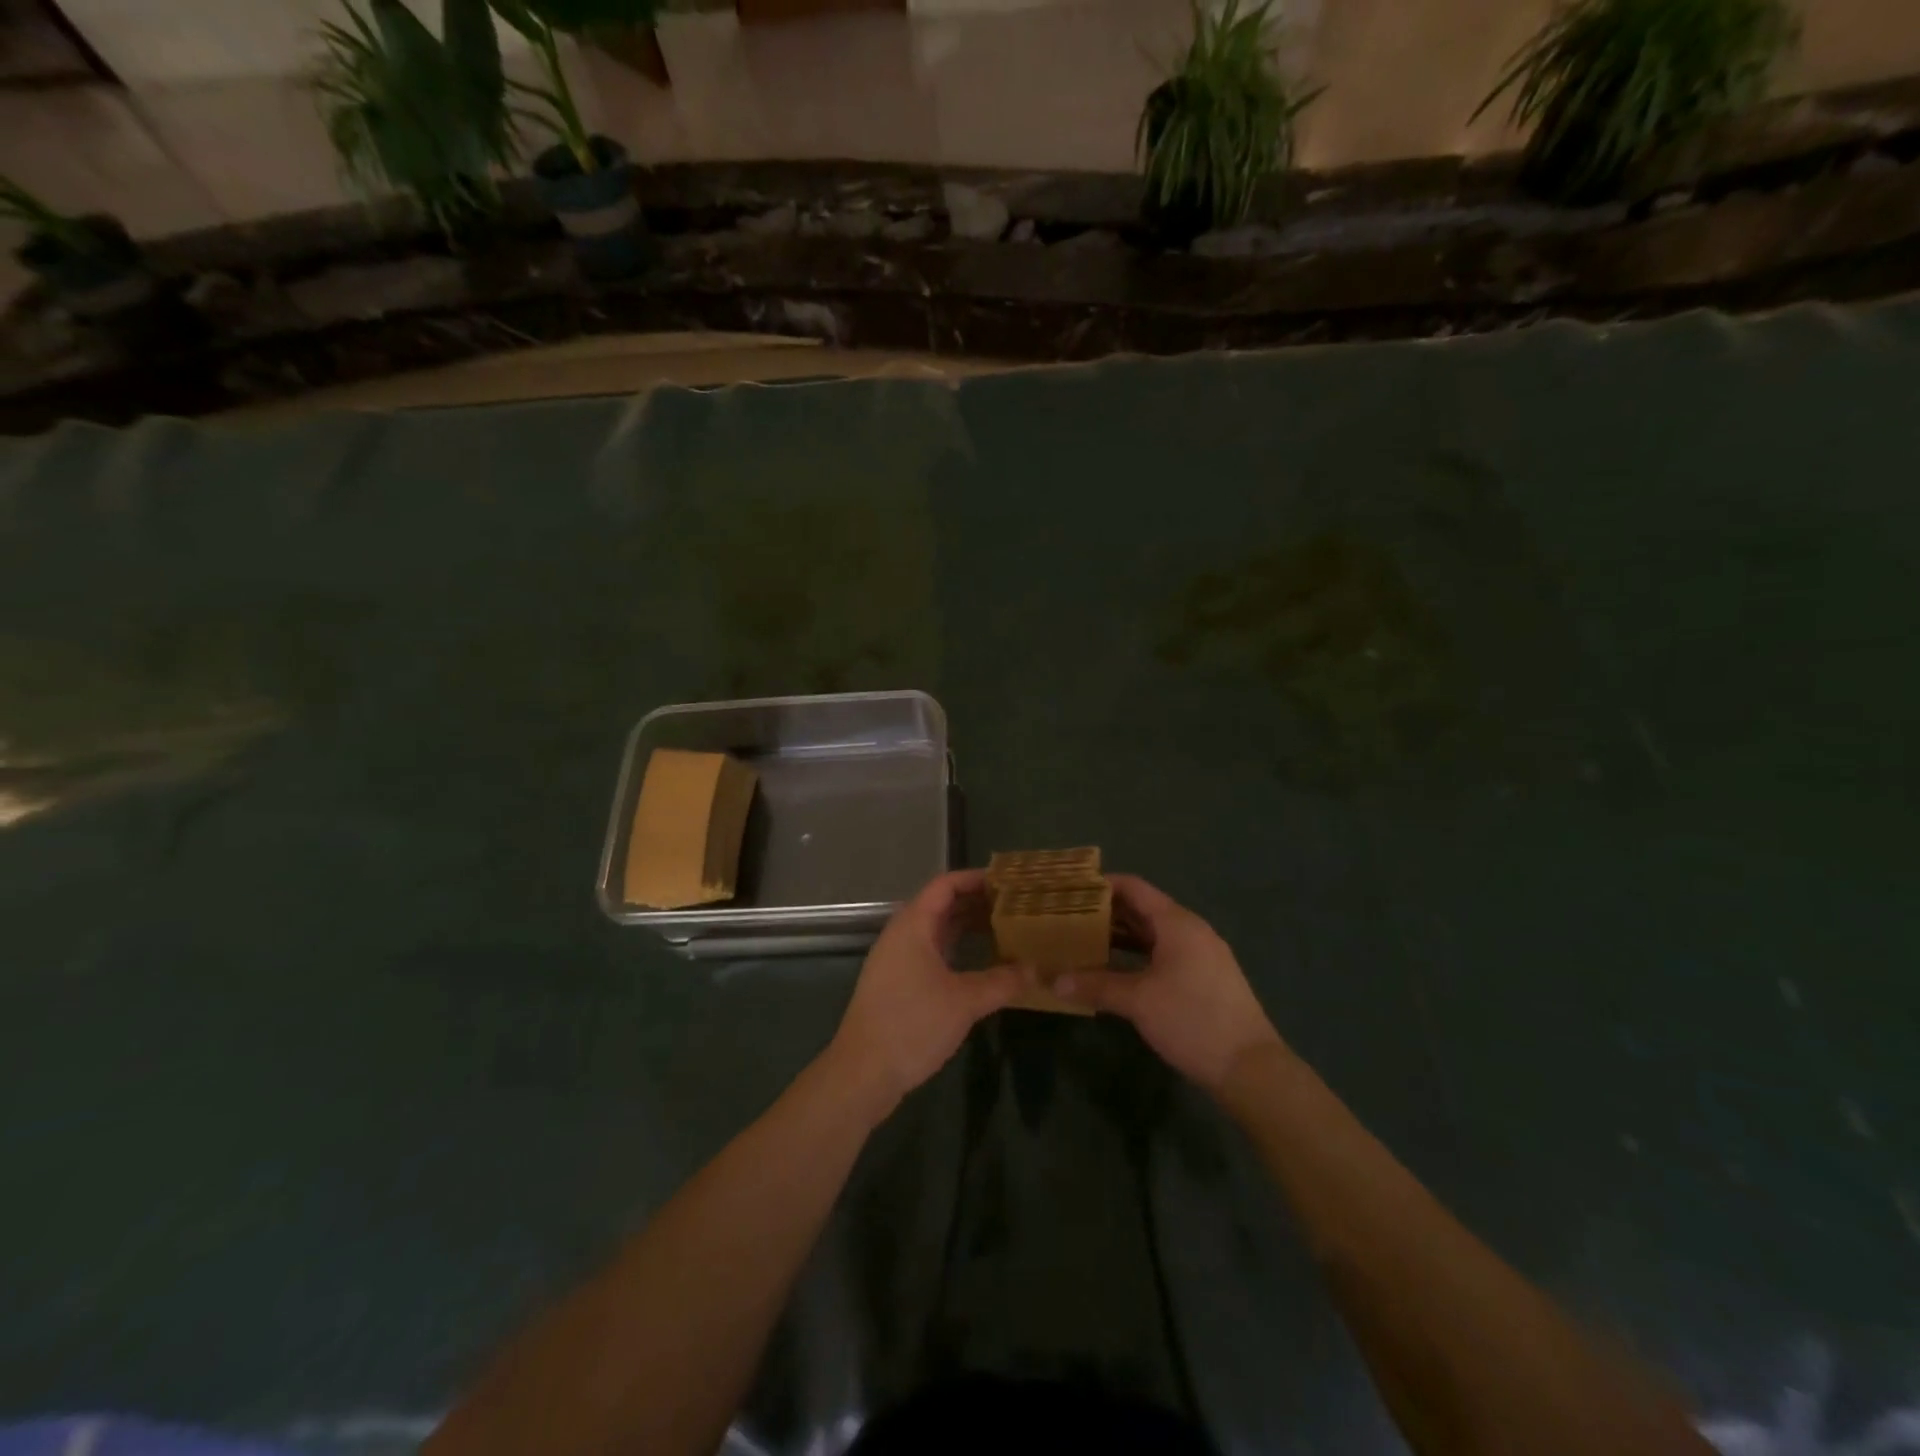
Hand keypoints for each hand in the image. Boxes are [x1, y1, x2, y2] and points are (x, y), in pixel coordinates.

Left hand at [827, 870, 1023, 1120]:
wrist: (862, 1073)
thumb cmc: (912, 1025)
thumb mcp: (964, 1002)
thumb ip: (1001, 981)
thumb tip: (1034, 969)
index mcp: (913, 925)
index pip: (945, 885)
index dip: (975, 879)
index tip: (1008, 882)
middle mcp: (902, 934)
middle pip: (940, 904)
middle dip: (976, 902)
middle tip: (1014, 906)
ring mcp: (896, 959)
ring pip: (936, 930)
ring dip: (967, 926)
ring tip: (1004, 929)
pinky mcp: (897, 982)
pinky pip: (930, 951)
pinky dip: (955, 948)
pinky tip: (980, 962)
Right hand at [1057, 874, 1284, 1095]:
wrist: (1250, 1068)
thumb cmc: (1192, 1020)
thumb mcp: (1138, 1001)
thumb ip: (1096, 986)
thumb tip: (1054, 981)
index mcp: (1177, 923)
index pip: (1134, 888)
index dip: (1102, 885)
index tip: (1072, 890)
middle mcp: (1191, 930)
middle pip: (1143, 909)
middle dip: (1107, 913)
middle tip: (1069, 918)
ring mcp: (1201, 954)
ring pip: (1154, 934)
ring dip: (1121, 936)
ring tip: (1085, 942)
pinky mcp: (1205, 978)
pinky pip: (1164, 953)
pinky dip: (1138, 955)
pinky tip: (1115, 970)